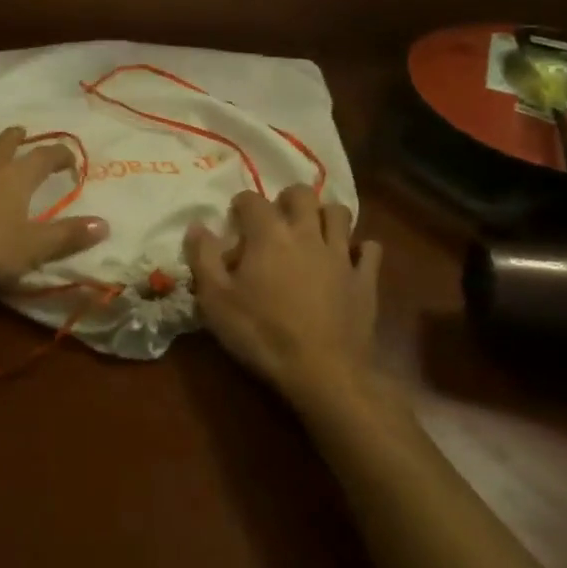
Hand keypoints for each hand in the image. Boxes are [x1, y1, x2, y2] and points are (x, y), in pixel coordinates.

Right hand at [185, 186, 389, 417]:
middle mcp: (307, 234)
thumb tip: (197, 226)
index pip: (252, 199)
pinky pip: (369, 249)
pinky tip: (349, 259)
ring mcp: (341, 255)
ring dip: (324, 216)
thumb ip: (203, 258)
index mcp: (269, 234)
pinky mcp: (365, 280)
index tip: (234, 221)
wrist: (323, 373)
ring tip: (312, 233)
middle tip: (277, 219)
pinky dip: (359, 248)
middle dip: (288, 199)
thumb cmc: (262, 334)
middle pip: (302, 194)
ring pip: (339, 214)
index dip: (240, 205)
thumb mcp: (216, 300)